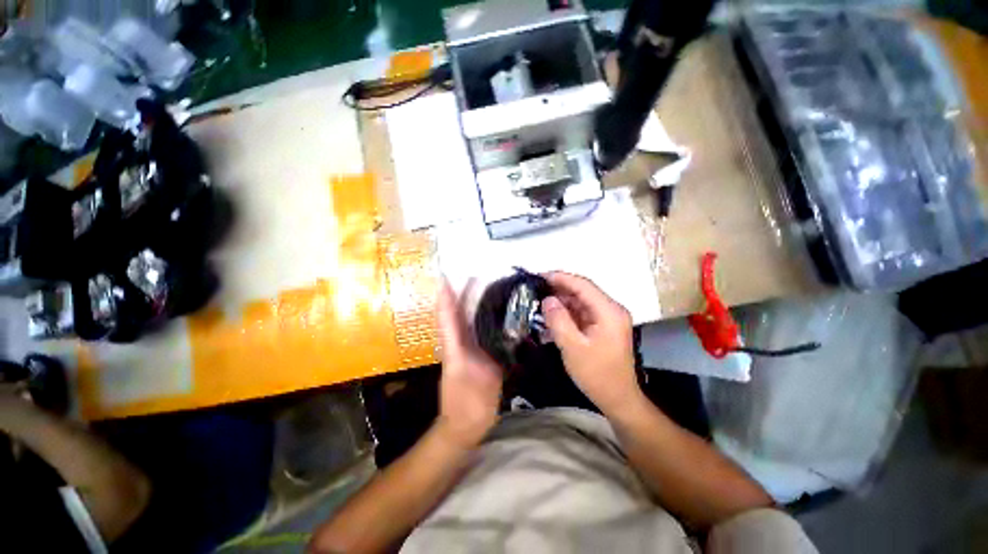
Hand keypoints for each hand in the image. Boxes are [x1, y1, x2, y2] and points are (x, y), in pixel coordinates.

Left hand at [435, 279, 503, 447]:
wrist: (466, 426)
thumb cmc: (465, 405)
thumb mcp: (474, 380)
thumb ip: (486, 355)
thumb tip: (505, 332)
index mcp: (454, 345)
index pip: (447, 314)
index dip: (447, 293)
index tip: (449, 273)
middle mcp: (461, 342)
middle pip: (460, 312)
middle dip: (465, 292)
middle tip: (478, 272)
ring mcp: (470, 349)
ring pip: (471, 320)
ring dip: (477, 302)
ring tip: (490, 285)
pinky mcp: (481, 356)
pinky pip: (484, 332)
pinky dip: (489, 319)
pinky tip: (502, 312)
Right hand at [541, 272, 642, 416]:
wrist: (618, 400)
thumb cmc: (597, 374)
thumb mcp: (573, 347)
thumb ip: (558, 320)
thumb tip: (547, 300)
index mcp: (608, 311)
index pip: (582, 285)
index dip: (560, 278)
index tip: (539, 276)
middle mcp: (610, 310)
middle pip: (581, 292)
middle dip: (558, 290)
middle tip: (535, 291)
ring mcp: (606, 319)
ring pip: (579, 303)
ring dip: (560, 303)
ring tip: (538, 304)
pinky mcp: (601, 328)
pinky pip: (581, 315)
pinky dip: (565, 315)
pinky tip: (549, 320)